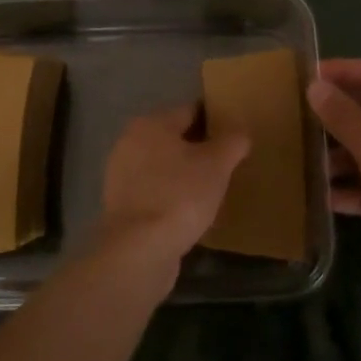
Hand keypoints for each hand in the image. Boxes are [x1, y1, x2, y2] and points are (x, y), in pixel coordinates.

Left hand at [93, 105, 250, 282]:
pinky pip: (153, 191)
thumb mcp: (217, 165)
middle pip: (174, 138)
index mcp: (152, 123)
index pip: (190, 111)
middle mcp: (130, 142)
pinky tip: (188, 212)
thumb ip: (232, 142)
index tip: (234, 137)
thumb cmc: (180, 196)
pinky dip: (170, 196)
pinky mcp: (120, 206)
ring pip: (162, 166)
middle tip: (226, 165)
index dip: (215, 121)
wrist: (139, 250)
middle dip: (199, 149)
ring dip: (183, 174)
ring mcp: (121, 175)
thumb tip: (240, 133)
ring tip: (210, 190)